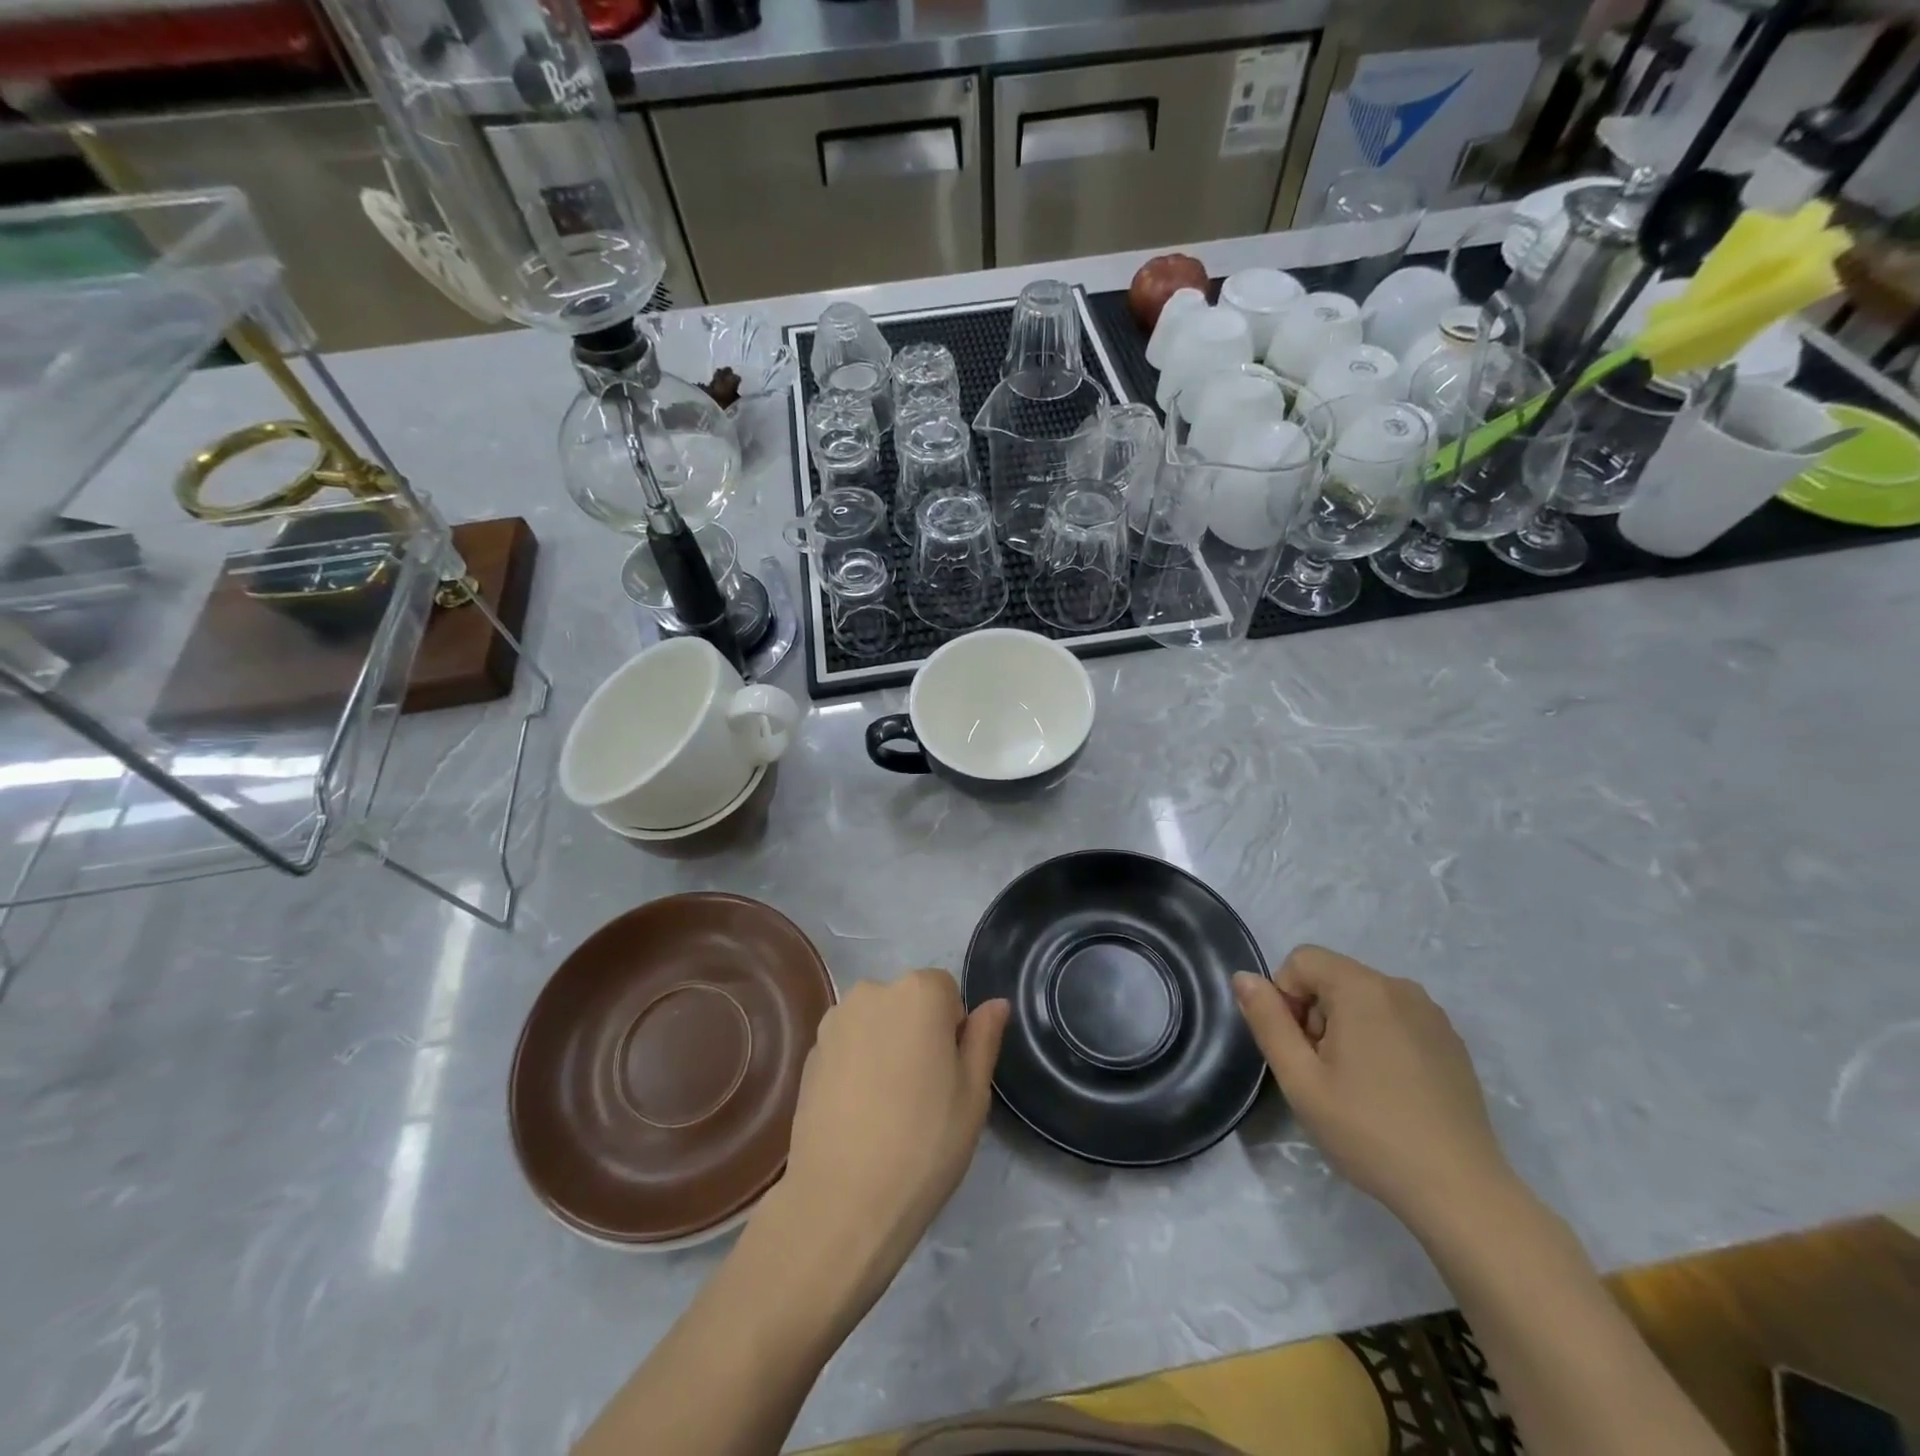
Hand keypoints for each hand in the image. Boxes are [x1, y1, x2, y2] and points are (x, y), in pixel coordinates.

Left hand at [773, 970, 1007, 1302]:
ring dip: (886, 1047)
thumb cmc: (924, 1143)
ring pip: (876, 1023)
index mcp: (918, 992)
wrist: (842, 1200)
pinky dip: (857, 1066)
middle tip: (924, 1094)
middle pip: (908, 1003)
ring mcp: (834, 1021)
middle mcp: (871, 992)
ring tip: (889, 1107)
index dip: (954, 1031)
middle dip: (919, 1034)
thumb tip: (996, 1004)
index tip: (951, 1076)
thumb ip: (984, 1038)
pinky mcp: (809, 1053)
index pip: (947, 992)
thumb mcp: (974, 1093)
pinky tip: (860, 1113)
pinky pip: (848, 1046)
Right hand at [1234, 946, 1512, 1232]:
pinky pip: (1395, 1019)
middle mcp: (1401, 987)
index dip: (1285, 997)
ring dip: (1345, 1028)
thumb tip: (1243, 977)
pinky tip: (1388, 1091)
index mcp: (1362, 988)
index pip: (1301, 960)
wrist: (1461, 1192)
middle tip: (1323, 1073)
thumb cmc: (1369, 1131)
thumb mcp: (1300, 1079)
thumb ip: (1267, 1020)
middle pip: (1333, 977)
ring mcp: (1432, 1015)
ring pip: (1363, 999)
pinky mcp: (1451, 1042)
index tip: (1298, 1048)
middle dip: (1315, 1014)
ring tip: (1355, 1086)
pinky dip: (1378, 1040)